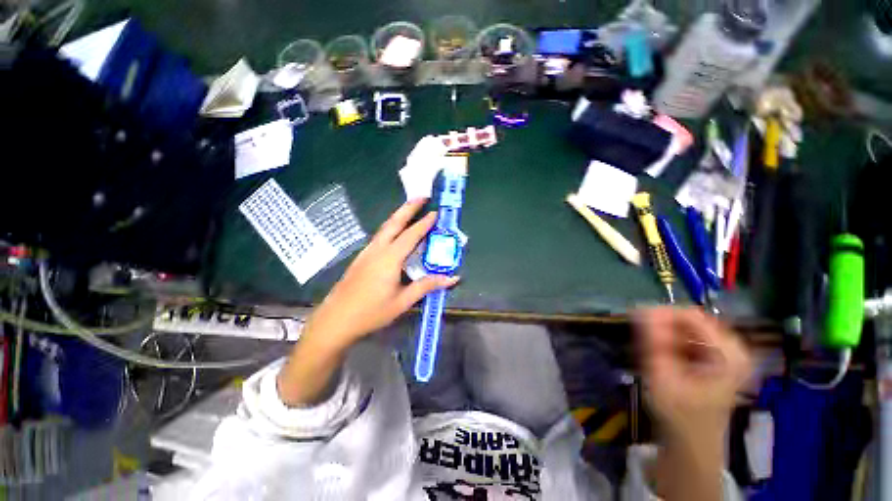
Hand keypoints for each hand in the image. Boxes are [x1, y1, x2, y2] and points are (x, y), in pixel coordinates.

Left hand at [305, 199, 458, 350]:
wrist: (335, 321)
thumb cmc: (371, 312)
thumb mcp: (403, 301)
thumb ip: (427, 286)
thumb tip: (452, 278)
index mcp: (390, 258)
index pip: (411, 235)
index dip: (425, 223)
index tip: (435, 213)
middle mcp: (377, 250)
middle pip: (394, 223)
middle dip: (408, 208)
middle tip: (421, 196)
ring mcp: (367, 253)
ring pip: (385, 228)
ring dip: (398, 216)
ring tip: (410, 210)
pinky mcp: (361, 258)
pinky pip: (379, 237)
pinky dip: (390, 228)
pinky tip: (394, 234)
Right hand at [635, 307, 750, 443]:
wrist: (693, 442)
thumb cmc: (679, 414)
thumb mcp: (661, 377)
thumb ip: (654, 342)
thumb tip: (641, 310)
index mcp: (729, 354)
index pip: (691, 316)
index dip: (660, 314)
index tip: (635, 318)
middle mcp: (734, 349)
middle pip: (691, 321)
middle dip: (662, 326)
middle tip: (640, 337)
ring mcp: (728, 353)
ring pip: (689, 328)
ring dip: (665, 334)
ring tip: (648, 349)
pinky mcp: (719, 358)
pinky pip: (691, 338)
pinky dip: (671, 341)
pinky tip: (661, 354)